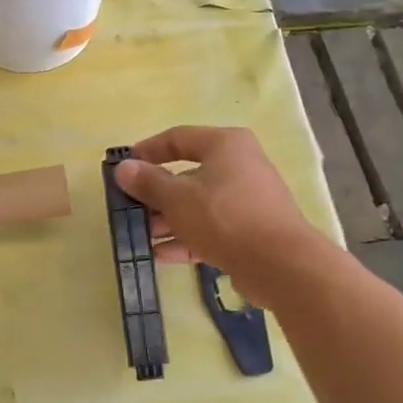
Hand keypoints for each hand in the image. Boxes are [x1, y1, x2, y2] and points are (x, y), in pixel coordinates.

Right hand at [113, 126, 311, 302]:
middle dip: (155, 195)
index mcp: (225, 145)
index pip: (178, 138)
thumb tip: (123, 168)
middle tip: (129, 210)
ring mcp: (246, 200)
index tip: (124, 167)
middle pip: (187, 175)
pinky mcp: (249, 231)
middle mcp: (239, 166)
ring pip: (197, 205)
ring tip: (140, 237)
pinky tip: (161, 255)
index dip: (147, 151)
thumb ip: (148, 183)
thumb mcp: (177, 198)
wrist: (279, 264)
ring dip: (168, 220)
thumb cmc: (224, 217)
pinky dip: (187, 238)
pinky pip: (211, 229)